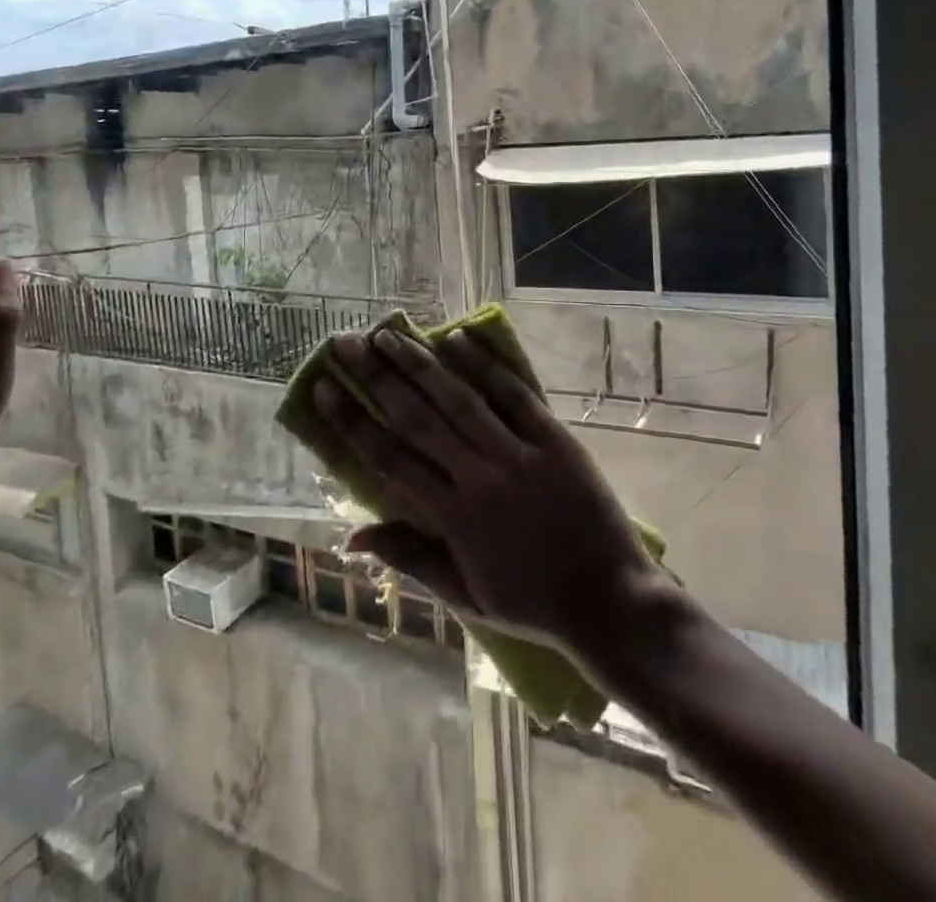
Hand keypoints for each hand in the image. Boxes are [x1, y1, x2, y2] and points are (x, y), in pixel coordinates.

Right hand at [313, 327, 659, 658]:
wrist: (610, 601)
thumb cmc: (531, 601)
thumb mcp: (464, 594)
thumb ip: (408, 558)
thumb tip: (350, 536)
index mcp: (453, 519)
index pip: (390, 459)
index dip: (352, 421)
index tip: (325, 388)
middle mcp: (479, 478)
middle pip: (418, 418)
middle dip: (377, 378)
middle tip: (346, 344)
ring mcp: (519, 454)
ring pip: (459, 400)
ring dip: (421, 364)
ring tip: (388, 335)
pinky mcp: (555, 439)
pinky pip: (514, 395)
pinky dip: (484, 366)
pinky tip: (456, 339)